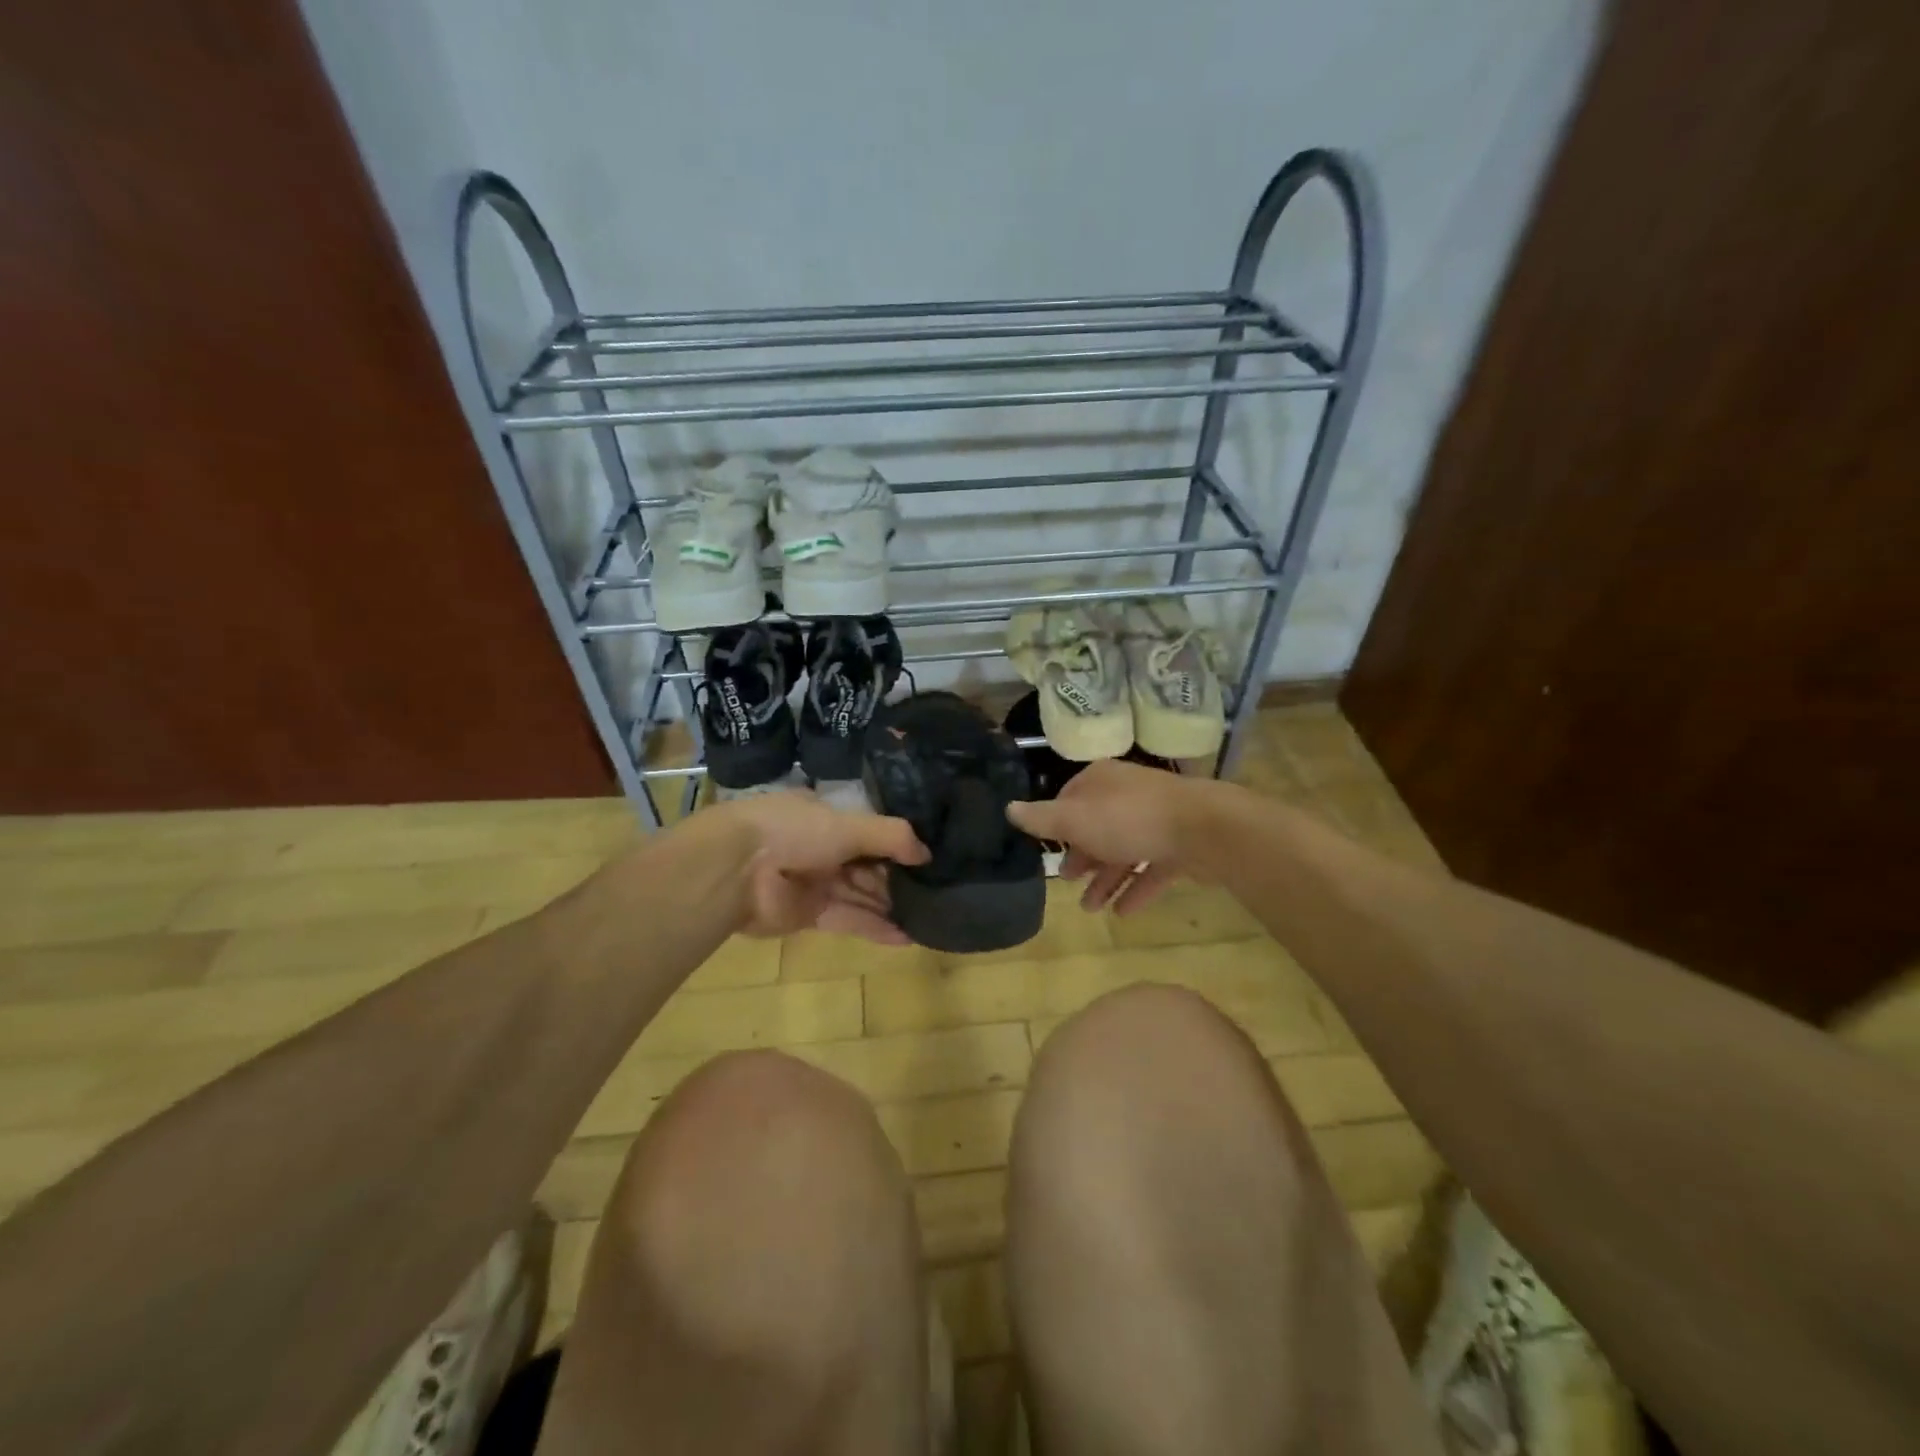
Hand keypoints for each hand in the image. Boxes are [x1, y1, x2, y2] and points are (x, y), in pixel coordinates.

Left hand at [712, 791, 928, 943]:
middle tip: (939, 892)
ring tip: (932, 917)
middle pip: (869, 865)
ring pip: (862, 894)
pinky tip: (908, 937)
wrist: (736, 869)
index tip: (931, 858)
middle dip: (899, 879)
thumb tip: (927, 854)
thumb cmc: (794, 831)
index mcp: (827, 816)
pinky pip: (850, 920)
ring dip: (892, 906)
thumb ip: (892, 837)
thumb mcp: (850, 824)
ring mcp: (815, 882)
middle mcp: (822, 847)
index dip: (899, 844)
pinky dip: (876, 928)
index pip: (870, 830)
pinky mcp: (810, 915)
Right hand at [1006, 759, 1226, 914]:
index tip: (1048, 848)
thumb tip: (1009, 808)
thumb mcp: (1075, 819)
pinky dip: (1135, 889)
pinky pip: (1151, 869)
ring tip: (1090, 909)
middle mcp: (1127, 796)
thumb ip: (1042, 818)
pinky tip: (1122, 913)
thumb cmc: (1129, 819)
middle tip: (1067, 881)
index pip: (1070, 798)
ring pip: (1123, 851)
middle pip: (1097, 827)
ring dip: (1105, 880)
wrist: (1203, 829)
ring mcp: (1156, 820)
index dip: (1057, 823)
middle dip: (1081, 856)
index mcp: (1101, 782)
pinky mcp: (1179, 846)